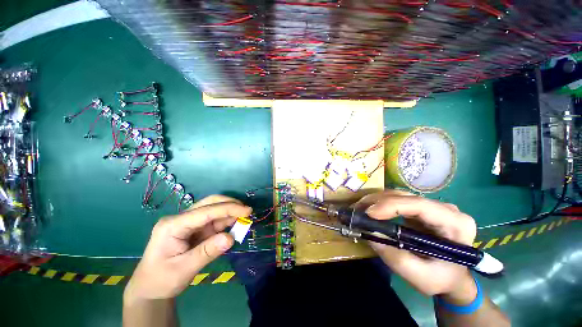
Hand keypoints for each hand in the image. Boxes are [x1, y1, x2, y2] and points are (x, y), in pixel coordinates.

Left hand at [124, 195, 251, 302]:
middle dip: (230, 205)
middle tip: (247, 211)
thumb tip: (231, 238)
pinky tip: (236, 225)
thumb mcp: (183, 269)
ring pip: (214, 210)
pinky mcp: (196, 229)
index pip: (206, 211)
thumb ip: (207, 252)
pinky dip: (227, 221)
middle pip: (209, 203)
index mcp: (173, 225)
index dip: (229, 208)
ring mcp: (189, 223)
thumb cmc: (161, 280)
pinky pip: (214, 221)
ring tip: (245, 219)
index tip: (247, 211)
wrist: (150, 289)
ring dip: (230, 213)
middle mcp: (182, 219)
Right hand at [357, 191, 477, 302]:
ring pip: (399, 195)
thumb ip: (396, 258)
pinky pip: (397, 200)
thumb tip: (371, 234)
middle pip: (406, 197)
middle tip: (358, 210)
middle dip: (378, 201)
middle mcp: (445, 208)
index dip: (391, 206)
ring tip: (359, 209)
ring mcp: (432, 206)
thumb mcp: (421, 277)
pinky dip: (380, 203)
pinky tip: (369, 209)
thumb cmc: (442, 279)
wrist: (452, 277)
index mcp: (455, 224)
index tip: (369, 213)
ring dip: (376, 201)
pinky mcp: (420, 208)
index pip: (420, 206)